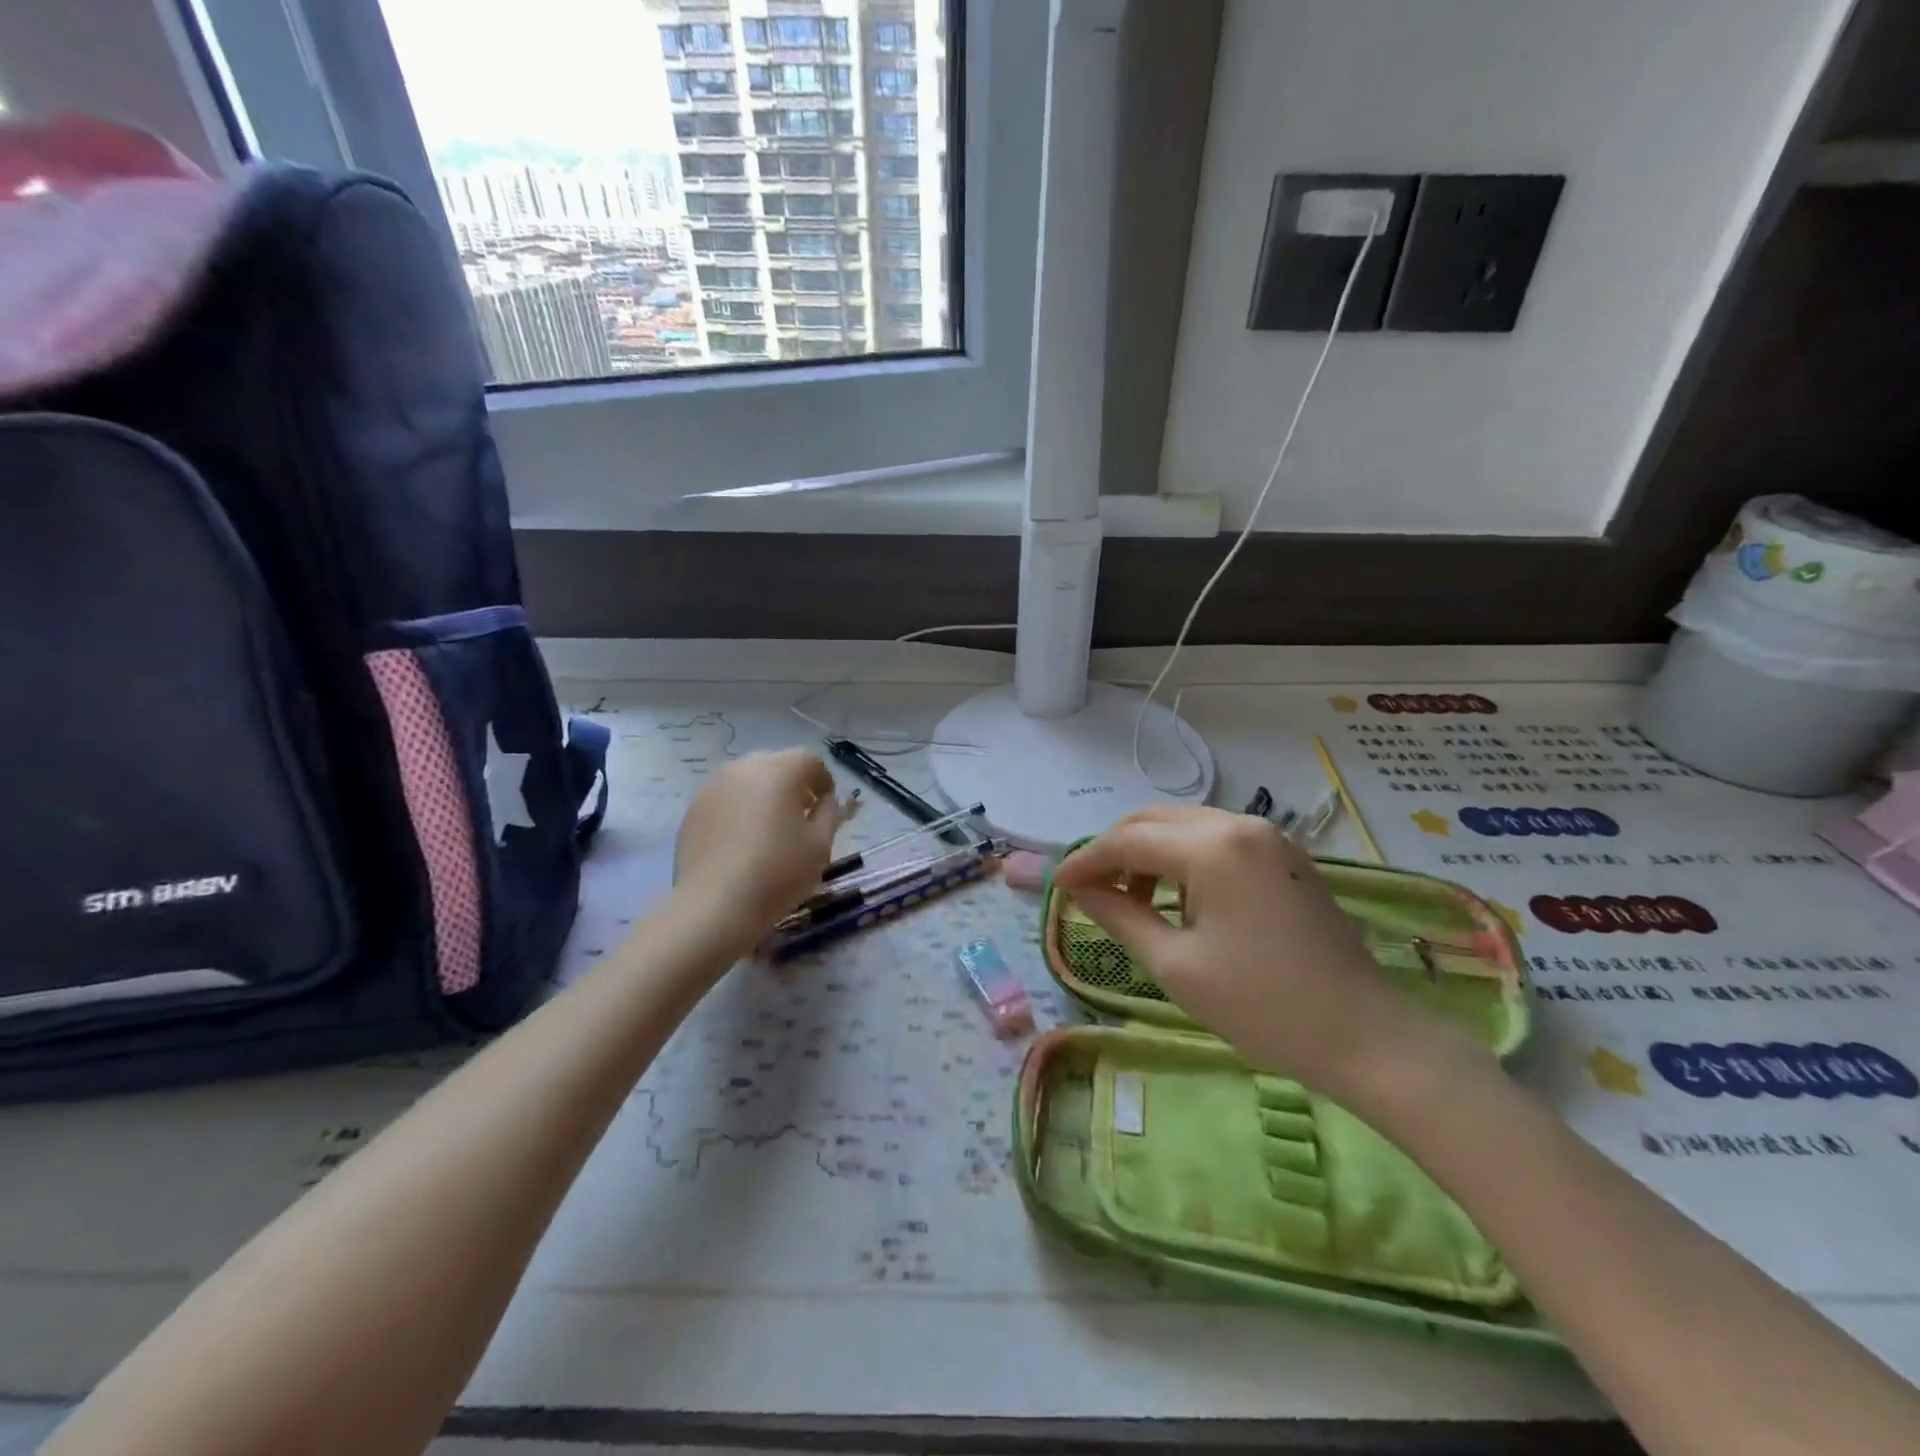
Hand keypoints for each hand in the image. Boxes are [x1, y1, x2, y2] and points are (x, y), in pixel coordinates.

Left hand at [673, 750, 846, 954]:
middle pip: (777, 765)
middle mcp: (743, 768)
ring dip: (764, 796)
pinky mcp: (693, 810)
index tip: (826, 808)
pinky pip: (726, 800)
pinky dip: (739, 811)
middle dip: (793, 785)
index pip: (810, 760)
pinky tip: (742, 843)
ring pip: (748, 781)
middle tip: (800, 817)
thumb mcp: (820, 845)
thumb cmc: (777, 873)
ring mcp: (713, 787)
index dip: (824, 781)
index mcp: (778, 771)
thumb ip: (829, 813)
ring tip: (769, 831)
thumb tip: (825, 801)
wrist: (715, 907)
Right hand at [1052, 806, 1479, 1101]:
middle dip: (1117, 850)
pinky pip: (1217, 840)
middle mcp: (1241, 825)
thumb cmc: (1262, 1005)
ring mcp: (1269, 838)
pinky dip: (1185, 859)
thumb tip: (1080, 891)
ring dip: (1151, 853)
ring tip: (1135, 901)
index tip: (1059, 886)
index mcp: (1213, 847)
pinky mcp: (1284, 857)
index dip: (1088, 860)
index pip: (1130, 840)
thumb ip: (1120, 916)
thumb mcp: (1175, 964)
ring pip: (1187, 825)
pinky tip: (1179, 899)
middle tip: (1092, 889)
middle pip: (1156, 819)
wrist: (1364, 1035)